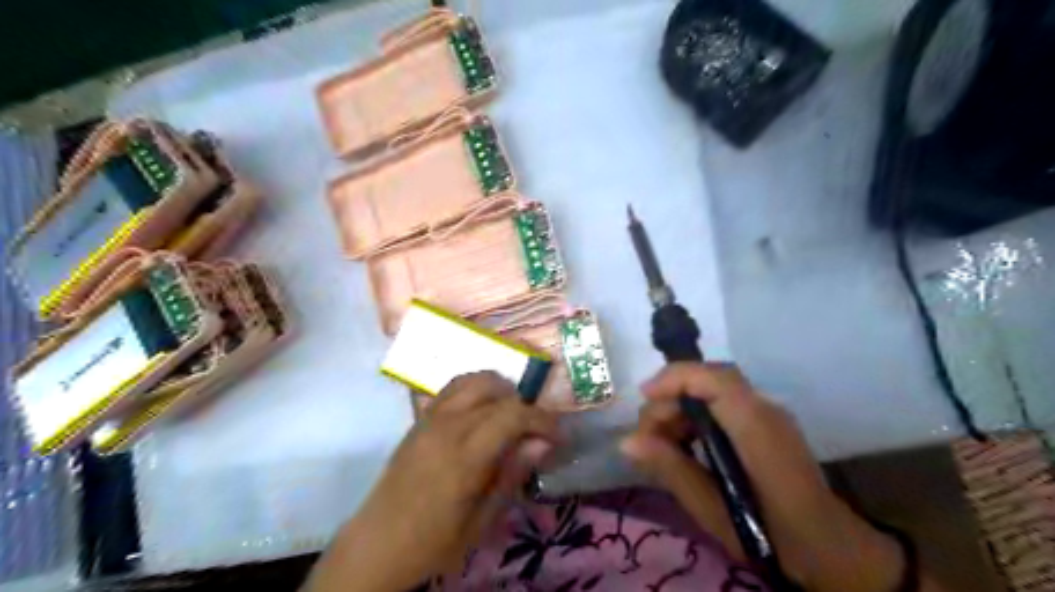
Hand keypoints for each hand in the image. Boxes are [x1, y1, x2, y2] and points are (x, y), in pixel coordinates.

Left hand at [311, 375, 559, 591]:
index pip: (512, 415)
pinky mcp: (420, 418)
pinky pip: (453, 387)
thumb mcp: (481, 521)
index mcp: (464, 456)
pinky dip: (476, 388)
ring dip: (499, 389)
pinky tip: (483, 410)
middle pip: (495, 391)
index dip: (542, 420)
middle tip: (534, 430)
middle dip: (523, 404)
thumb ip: (512, 475)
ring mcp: (430, 417)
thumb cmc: (433, 541)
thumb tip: (542, 443)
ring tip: (510, 414)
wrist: (377, 543)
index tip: (558, 437)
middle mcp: (447, 426)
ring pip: (473, 379)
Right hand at [620, 362, 905, 591]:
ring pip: (712, 389)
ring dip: (681, 407)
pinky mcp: (765, 422)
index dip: (674, 378)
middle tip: (648, 436)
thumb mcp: (715, 510)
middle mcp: (764, 409)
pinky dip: (697, 414)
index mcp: (756, 427)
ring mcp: (767, 413)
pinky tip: (686, 443)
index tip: (644, 397)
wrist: (831, 550)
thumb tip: (626, 442)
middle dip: (671, 398)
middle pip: (708, 380)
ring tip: (663, 442)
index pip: (713, 378)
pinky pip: (723, 403)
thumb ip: (672, 469)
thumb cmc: (773, 536)